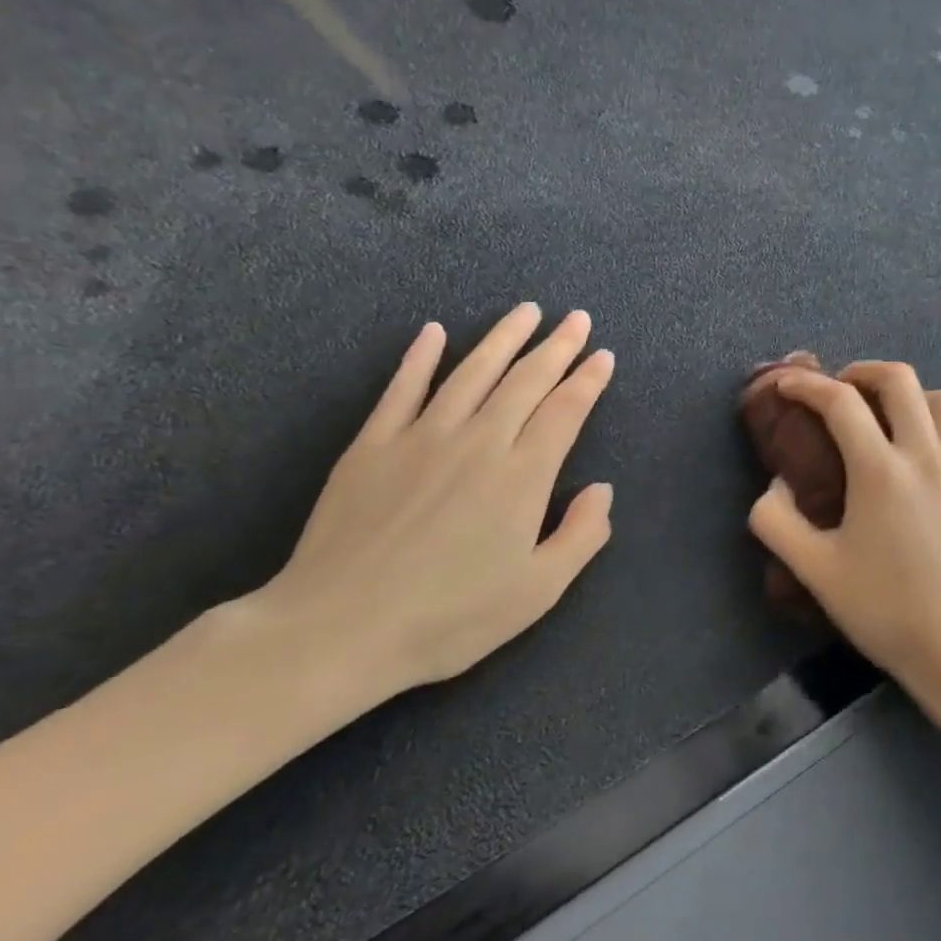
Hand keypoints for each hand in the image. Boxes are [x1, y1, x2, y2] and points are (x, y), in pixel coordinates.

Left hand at [241, 303, 614, 714]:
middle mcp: (479, 442)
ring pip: (472, 372)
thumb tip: (602, 490)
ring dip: (503, 338)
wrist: (337, 629)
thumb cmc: (449, 617)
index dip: (588, 381)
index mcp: (522, 476)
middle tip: (576, 319)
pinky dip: (419, 357)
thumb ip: (581, 536)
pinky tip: (433, 332)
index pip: (565, 411)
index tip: (603, 355)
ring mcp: (421, 437)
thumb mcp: (537, 591)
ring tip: (526, 311)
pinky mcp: (372, 445)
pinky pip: (401, 389)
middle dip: (556, 347)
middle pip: (526, 381)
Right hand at [748, 362, 940, 708]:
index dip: (808, 384)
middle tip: (844, 390)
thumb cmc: (884, 611)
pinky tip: (933, 453)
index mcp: (881, 472)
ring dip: (910, 397)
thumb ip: (777, 521)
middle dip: (862, 372)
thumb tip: (776, 483)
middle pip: (899, 380)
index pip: (840, 403)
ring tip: (893, 419)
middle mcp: (929, 454)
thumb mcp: (815, 571)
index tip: (789, 383)